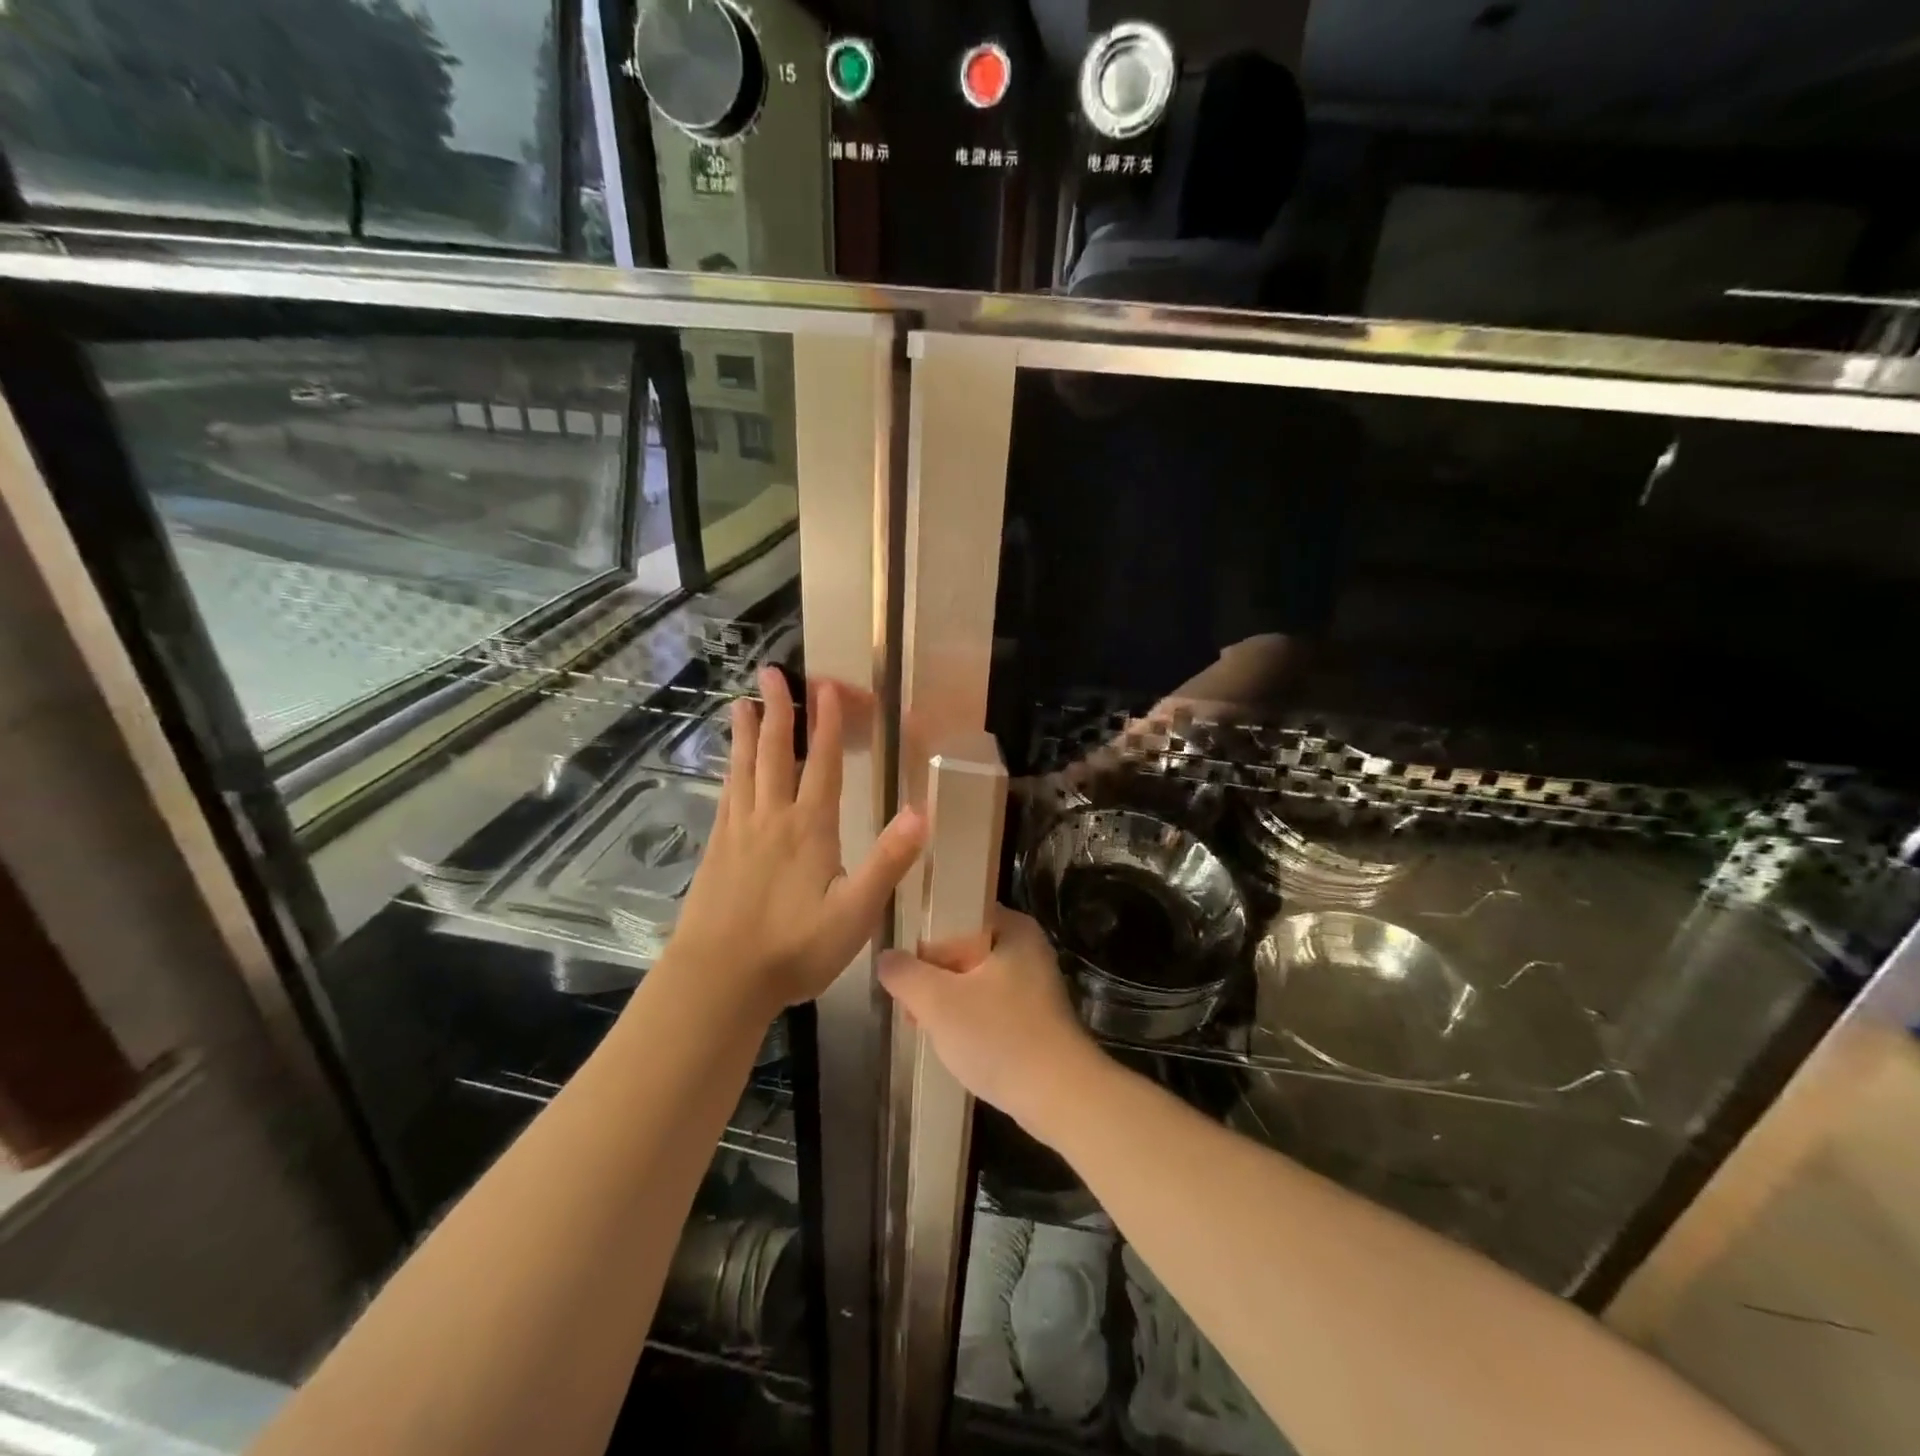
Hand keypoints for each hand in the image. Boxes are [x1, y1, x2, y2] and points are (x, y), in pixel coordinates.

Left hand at [664, 668, 925, 1014]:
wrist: (718, 979)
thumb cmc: (794, 948)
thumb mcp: (855, 913)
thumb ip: (888, 862)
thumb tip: (922, 813)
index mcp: (809, 828)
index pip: (823, 764)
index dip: (827, 724)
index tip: (825, 687)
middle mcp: (772, 818)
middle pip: (776, 754)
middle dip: (779, 711)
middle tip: (771, 673)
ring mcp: (739, 832)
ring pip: (744, 769)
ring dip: (747, 733)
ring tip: (742, 703)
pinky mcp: (717, 850)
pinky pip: (726, 795)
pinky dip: (729, 770)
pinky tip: (727, 766)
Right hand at [877, 906, 1097, 1132]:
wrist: (1060, 1097)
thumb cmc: (999, 1036)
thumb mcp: (938, 1002)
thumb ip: (905, 974)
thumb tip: (886, 958)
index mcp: (1013, 928)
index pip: (957, 914)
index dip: (923, 937)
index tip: (900, 965)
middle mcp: (1027, 949)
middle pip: (963, 949)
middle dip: (932, 976)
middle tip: (907, 1003)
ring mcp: (1033, 985)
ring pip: (974, 981)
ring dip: (946, 1001)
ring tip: (920, 1023)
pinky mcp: (1034, 1018)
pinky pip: (989, 1006)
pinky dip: (968, 1019)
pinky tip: (949, 1042)